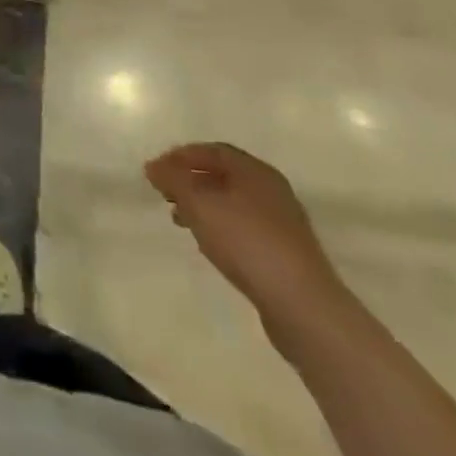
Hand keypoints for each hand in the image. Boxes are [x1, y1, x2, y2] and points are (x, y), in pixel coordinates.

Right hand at [144, 142, 347, 331]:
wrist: (301, 304)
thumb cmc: (246, 241)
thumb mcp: (200, 205)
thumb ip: (173, 180)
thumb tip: (153, 166)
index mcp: (255, 171)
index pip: (213, 151)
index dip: (182, 155)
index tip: (156, 169)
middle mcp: (271, 190)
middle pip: (224, 175)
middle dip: (191, 181)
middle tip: (165, 193)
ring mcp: (281, 222)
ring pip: (232, 202)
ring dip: (203, 205)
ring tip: (180, 220)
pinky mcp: (284, 252)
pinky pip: (243, 227)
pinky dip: (220, 226)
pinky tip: (208, 244)